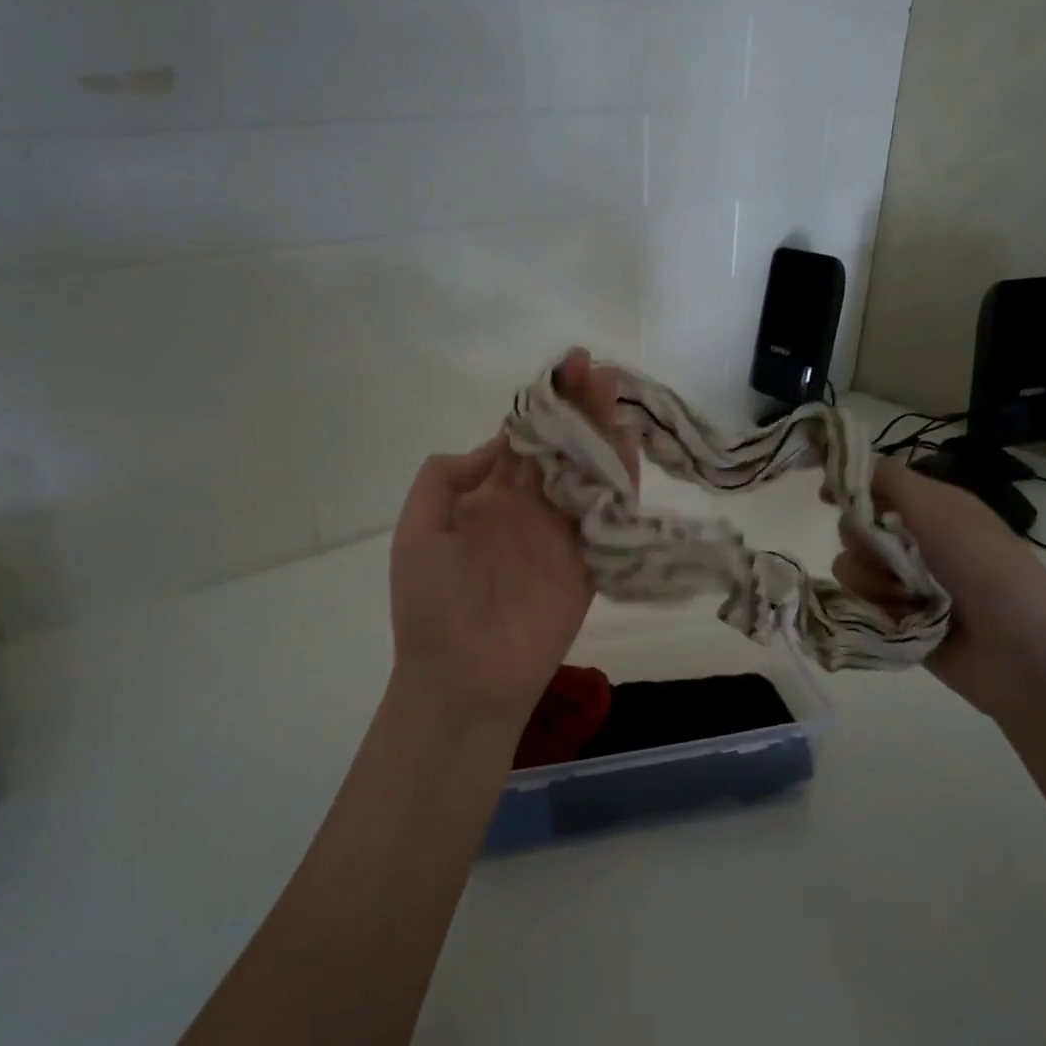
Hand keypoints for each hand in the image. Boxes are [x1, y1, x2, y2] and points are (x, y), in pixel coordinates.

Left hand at [387, 350, 636, 733]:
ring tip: (613, 391)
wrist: (463, 676)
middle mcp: (529, 509)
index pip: (522, 439)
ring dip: (602, 433)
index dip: (542, 404)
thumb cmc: (431, 604)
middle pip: (560, 448)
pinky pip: (609, 515)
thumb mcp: (418, 528)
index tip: (563, 369)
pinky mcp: (590, 562)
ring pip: (588, 473)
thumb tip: (498, 444)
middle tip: (594, 370)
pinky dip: (621, 480)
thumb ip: (447, 478)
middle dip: (577, 408)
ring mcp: (561, 534)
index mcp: (488, 498)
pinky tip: (627, 444)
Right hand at [832, 458, 1045, 716]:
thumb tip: (839, 466)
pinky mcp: (893, 621)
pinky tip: (901, 620)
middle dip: (864, 542)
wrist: (1017, 648)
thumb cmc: (983, 566)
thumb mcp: (939, 507)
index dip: (849, 489)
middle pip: (852, 528)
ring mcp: (903, 584)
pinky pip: (856, 606)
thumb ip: (888, 479)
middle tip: (894, 556)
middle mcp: (914, 542)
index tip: (828, 498)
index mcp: (931, 509)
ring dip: (872, 582)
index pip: (874, 488)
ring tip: (908, 598)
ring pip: (849, 569)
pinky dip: (874, 610)